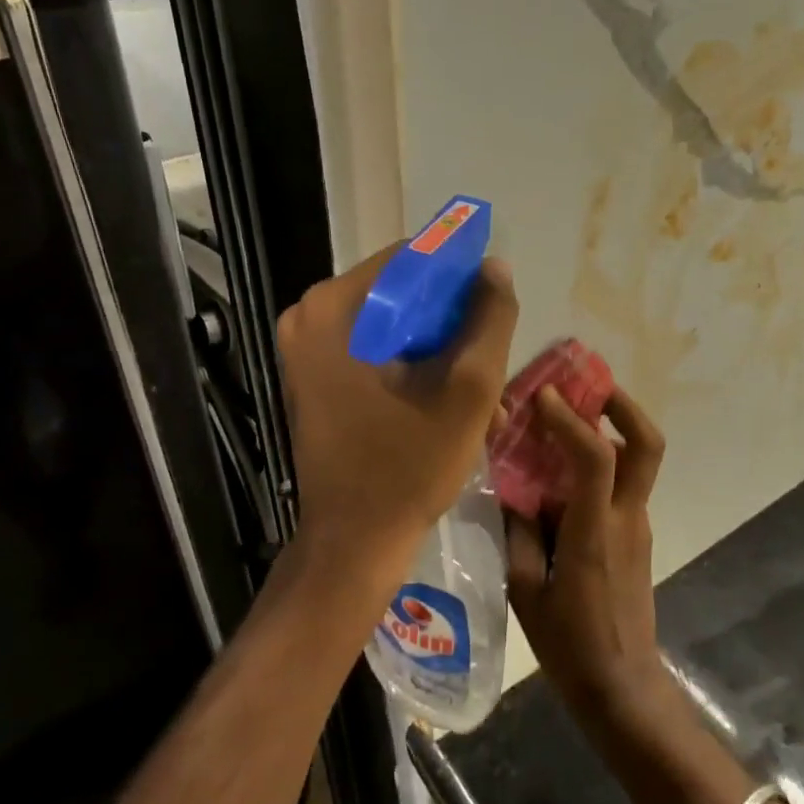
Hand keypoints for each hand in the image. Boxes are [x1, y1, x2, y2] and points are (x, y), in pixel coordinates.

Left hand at [276, 245, 518, 600]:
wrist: (354, 544)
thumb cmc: (408, 466)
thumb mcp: (468, 389)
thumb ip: (490, 319)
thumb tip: (495, 267)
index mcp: (332, 309)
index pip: (410, 259)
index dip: (460, 278)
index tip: (493, 311)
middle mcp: (309, 317)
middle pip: (401, 294)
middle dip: (452, 325)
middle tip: (489, 359)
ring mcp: (308, 349)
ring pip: (394, 325)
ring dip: (441, 352)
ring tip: (484, 391)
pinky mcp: (316, 377)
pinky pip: (377, 350)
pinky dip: (416, 368)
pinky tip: (453, 403)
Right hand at [505, 386, 676, 731]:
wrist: (623, 689)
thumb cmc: (569, 645)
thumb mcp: (527, 590)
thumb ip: (519, 531)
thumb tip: (511, 483)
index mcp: (596, 532)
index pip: (596, 458)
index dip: (571, 420)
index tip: (541, 395)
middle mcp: (626, 517)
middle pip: (647, 444)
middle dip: (622, 404)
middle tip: (587, 384)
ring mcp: (637, 524)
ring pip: (638, 459)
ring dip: (611, 426)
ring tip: (569, 413)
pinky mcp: (637, 535)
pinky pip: (624, 482)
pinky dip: (602, 459)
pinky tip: (564, 468)